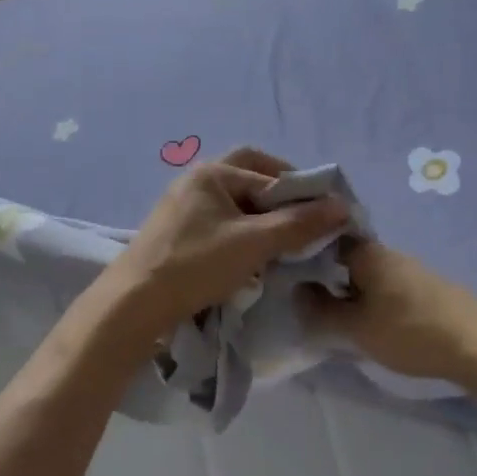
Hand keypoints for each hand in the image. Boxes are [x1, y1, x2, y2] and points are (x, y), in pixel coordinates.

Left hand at [95, 147, 349, 344]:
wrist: (134, 303)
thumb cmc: (196, 265)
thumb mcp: (253, 243)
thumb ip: (298, 223)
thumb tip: (342, 206)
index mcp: (211, 173)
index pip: (268, 172)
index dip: (301, 191)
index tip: (327, 214)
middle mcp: (195, 181)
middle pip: (249, 178)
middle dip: (280, 197)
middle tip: (305, 219)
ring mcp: (182, 207)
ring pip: (235, 204)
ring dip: (262, 217)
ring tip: (284, 242)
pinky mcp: (177, 233)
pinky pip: (220, 223)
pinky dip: (242, 232)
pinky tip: (252, 256)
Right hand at [298, 240, 476, 387]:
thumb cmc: (409, 331)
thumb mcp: (355, 328)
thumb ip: (321, 310)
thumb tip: (296, 291)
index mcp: (367, 253)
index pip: (327, 237)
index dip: (305, 251)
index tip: (286, 270)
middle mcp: (389, 253)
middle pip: (347, 257)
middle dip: (327, 274)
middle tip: (306, 299)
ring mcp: (411, 270)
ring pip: (368, 273)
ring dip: (351, 289)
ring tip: (335, 315)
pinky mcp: (427, 289)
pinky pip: (387, 287)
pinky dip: (372, 299)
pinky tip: (370, 320)